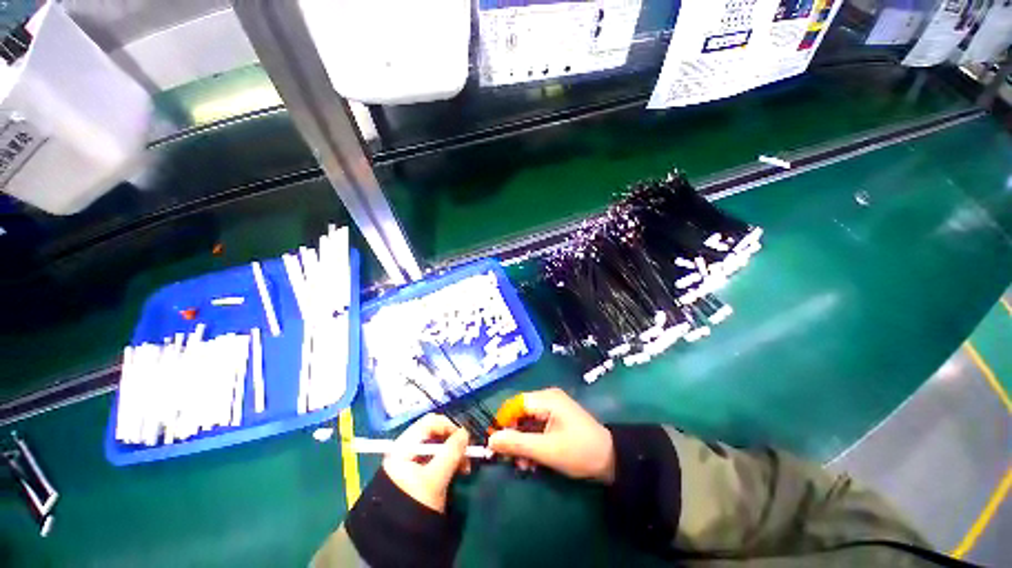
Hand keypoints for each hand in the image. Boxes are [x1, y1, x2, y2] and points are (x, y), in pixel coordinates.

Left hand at [382, 413, 469, 512]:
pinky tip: (458, 472)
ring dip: (454, 453)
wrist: (398, 539)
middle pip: (435, 433)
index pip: (430, 422)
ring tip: (465, 468)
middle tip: (467, 456)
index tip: (464, 439)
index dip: (449, 426)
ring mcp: (412, 461)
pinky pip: (437, 458)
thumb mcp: (435, 478)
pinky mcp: (419, 473)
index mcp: (404, 445)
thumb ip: (451, 452)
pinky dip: (449, 462)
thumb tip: (466, 432)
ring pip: (438, 446)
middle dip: (454, 442)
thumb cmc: (414, 503)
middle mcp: (407, 448)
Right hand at [488, 388, 614, 483]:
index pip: (515, 404)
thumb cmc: (578, 451)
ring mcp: (553, 408)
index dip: (503, 422)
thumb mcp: (546, 450)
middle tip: (511, 461)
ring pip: (527, 422)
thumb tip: (490, 441)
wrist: (611, 459)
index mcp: (546, 399)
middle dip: (513, 437)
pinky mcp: (557, 419)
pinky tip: (533, 461)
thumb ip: (517, 444)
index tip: (495, 445)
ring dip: (522, 443)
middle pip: (520, 413)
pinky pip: (537, 427)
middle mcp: (547, 398)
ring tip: (524, 466)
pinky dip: (532, 442)